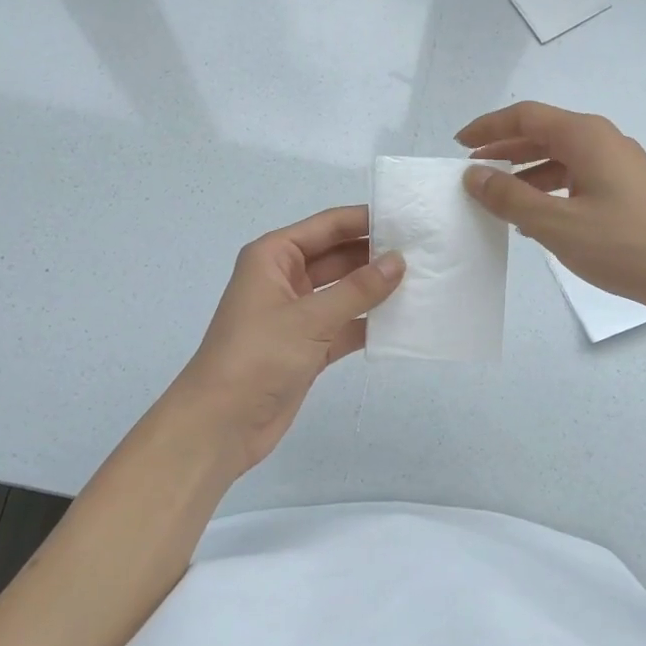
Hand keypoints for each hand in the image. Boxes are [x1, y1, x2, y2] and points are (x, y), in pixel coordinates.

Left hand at [167, 205, 403, 476]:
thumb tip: (399, 260)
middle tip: (425, 251)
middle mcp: (285, 278)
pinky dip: (369, 322)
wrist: (219, 425)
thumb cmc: (257, 356)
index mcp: (274, 256)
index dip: (365, 220)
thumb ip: (358, 289)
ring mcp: (297, 314)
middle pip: (338, 256)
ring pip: (344, 291)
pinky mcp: (307, 346)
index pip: (327, 226)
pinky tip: (404, 320)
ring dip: (375, 288)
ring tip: (424, 280)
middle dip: (375, 254)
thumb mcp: (310, 318)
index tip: (409, 219)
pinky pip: (344, 324)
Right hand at [457, 102, 645, 318]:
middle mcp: (604, 142)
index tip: (459, 144)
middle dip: (505, 149)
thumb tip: (473, 175)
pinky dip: (550, 191)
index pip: (526, 116)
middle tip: (471, 169)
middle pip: (544, 133)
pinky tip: (536, 219)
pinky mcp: (629, 193)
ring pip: (561, 159)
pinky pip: (578, 180)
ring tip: (497, 197)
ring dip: (526, 173)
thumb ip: (510, 198)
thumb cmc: (626, 246)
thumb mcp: (557, 224)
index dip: (489, 127)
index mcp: (586, 137)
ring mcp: (620, 167)